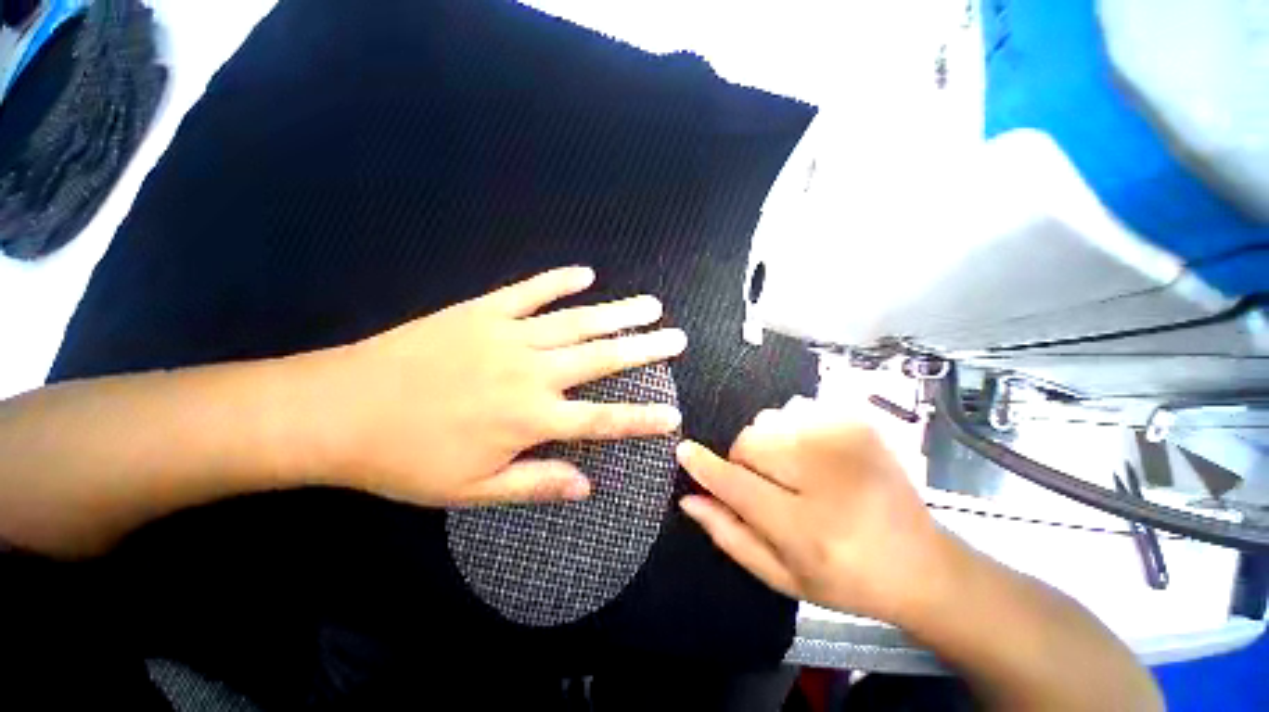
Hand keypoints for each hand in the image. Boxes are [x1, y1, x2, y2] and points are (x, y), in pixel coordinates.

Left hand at [313, 266, 685, 506]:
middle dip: (645, 349)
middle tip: (676, 337)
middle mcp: (531, 373)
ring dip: (617, 314)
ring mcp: (508, 335)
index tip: (674, 413)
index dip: (642, 418)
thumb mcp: (472, 491)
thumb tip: (587, 486)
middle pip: (601, 358)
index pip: (603, 421)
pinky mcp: (483, 311)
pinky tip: (585, 274)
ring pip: (576, 322)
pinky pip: (530, 292)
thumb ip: (536, 484)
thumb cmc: (406, 459)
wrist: (339, 410)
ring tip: (649, 306)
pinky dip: (559, 281)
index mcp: (529, 418)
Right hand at [676, 401, 953, 624]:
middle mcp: (827, 477)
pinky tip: (814, 453)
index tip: (684, 450)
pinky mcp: (859, 422)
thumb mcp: (782, 575)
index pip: (737, 484)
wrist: (921, 563)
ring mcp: (847, 441)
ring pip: (769, 421)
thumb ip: (730, 535)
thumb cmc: (845, 577)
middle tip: (769, 486)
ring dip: (769, 443)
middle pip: (750, 442)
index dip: (705, 466)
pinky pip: (796, 408)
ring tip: (795, 470)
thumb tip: (689, 498)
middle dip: (745, 461)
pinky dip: (792, 428)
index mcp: (807, 528)